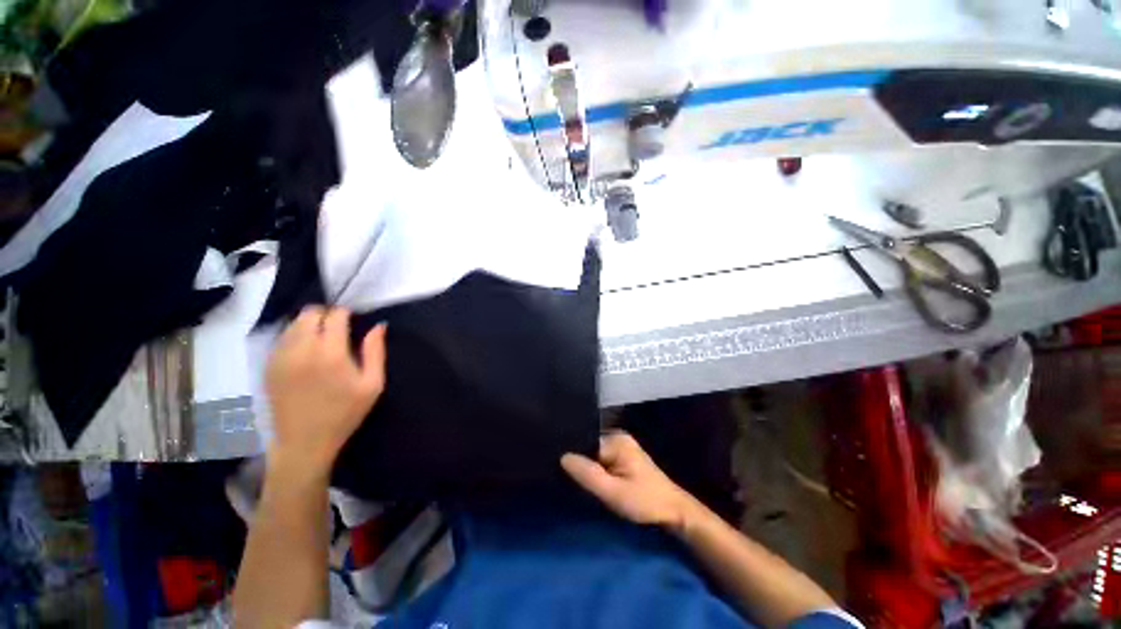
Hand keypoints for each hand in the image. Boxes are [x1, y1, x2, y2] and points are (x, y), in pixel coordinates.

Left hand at [266, 306, 386, 476]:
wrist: (304, 442)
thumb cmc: (345, 413)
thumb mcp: (372, 384)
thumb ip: (375, 351)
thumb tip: (379, 325)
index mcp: (330, 353)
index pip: (335, 315)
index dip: (346, 314)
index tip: (353, 321)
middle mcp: (301, 349)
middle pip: (309, 314)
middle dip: (325, 315)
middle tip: (337, 329)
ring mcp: (280, 357)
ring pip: (293, 324)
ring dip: (309, 325)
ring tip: (321, 340)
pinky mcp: (268, 366)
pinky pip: (281, 339)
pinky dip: (295, 337)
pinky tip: (305, 353)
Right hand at [561, 432, 697, 531]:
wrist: (674, 512)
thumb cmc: (645, 502)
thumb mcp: (614, 492)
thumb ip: (589, 474)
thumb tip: (563, 457)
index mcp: (616, 440)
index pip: (584, 443)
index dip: (572, 456)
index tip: (556, 468)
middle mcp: (617, 437)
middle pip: (588, 447)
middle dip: (578, 462)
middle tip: (563, 477)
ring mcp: (621, 447)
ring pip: (594, 455)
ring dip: (587, 468)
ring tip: (572, 479)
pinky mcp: (623, 458)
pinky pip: (602, 460)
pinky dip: (595, 470)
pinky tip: (589, 481)